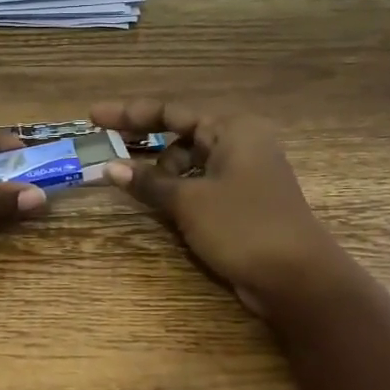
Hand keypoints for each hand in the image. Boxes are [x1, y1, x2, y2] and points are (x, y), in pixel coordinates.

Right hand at [92, 99, 349, 315]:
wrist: (297, 278)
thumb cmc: (243, 227)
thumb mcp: (189, 201)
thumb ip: (148, 182)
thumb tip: (109, 168)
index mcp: (232, 129)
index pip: (171, 111)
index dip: (129, 113)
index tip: (93, 117)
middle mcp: (239, 144)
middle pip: (180, 134)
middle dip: (143, 142)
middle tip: (105, 149)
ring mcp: (242, 175)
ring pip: (189, 163)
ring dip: (160, 172)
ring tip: (133, 187)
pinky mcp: (241, 203)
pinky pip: (198, 186)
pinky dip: (176, 191)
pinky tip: (156, 203)